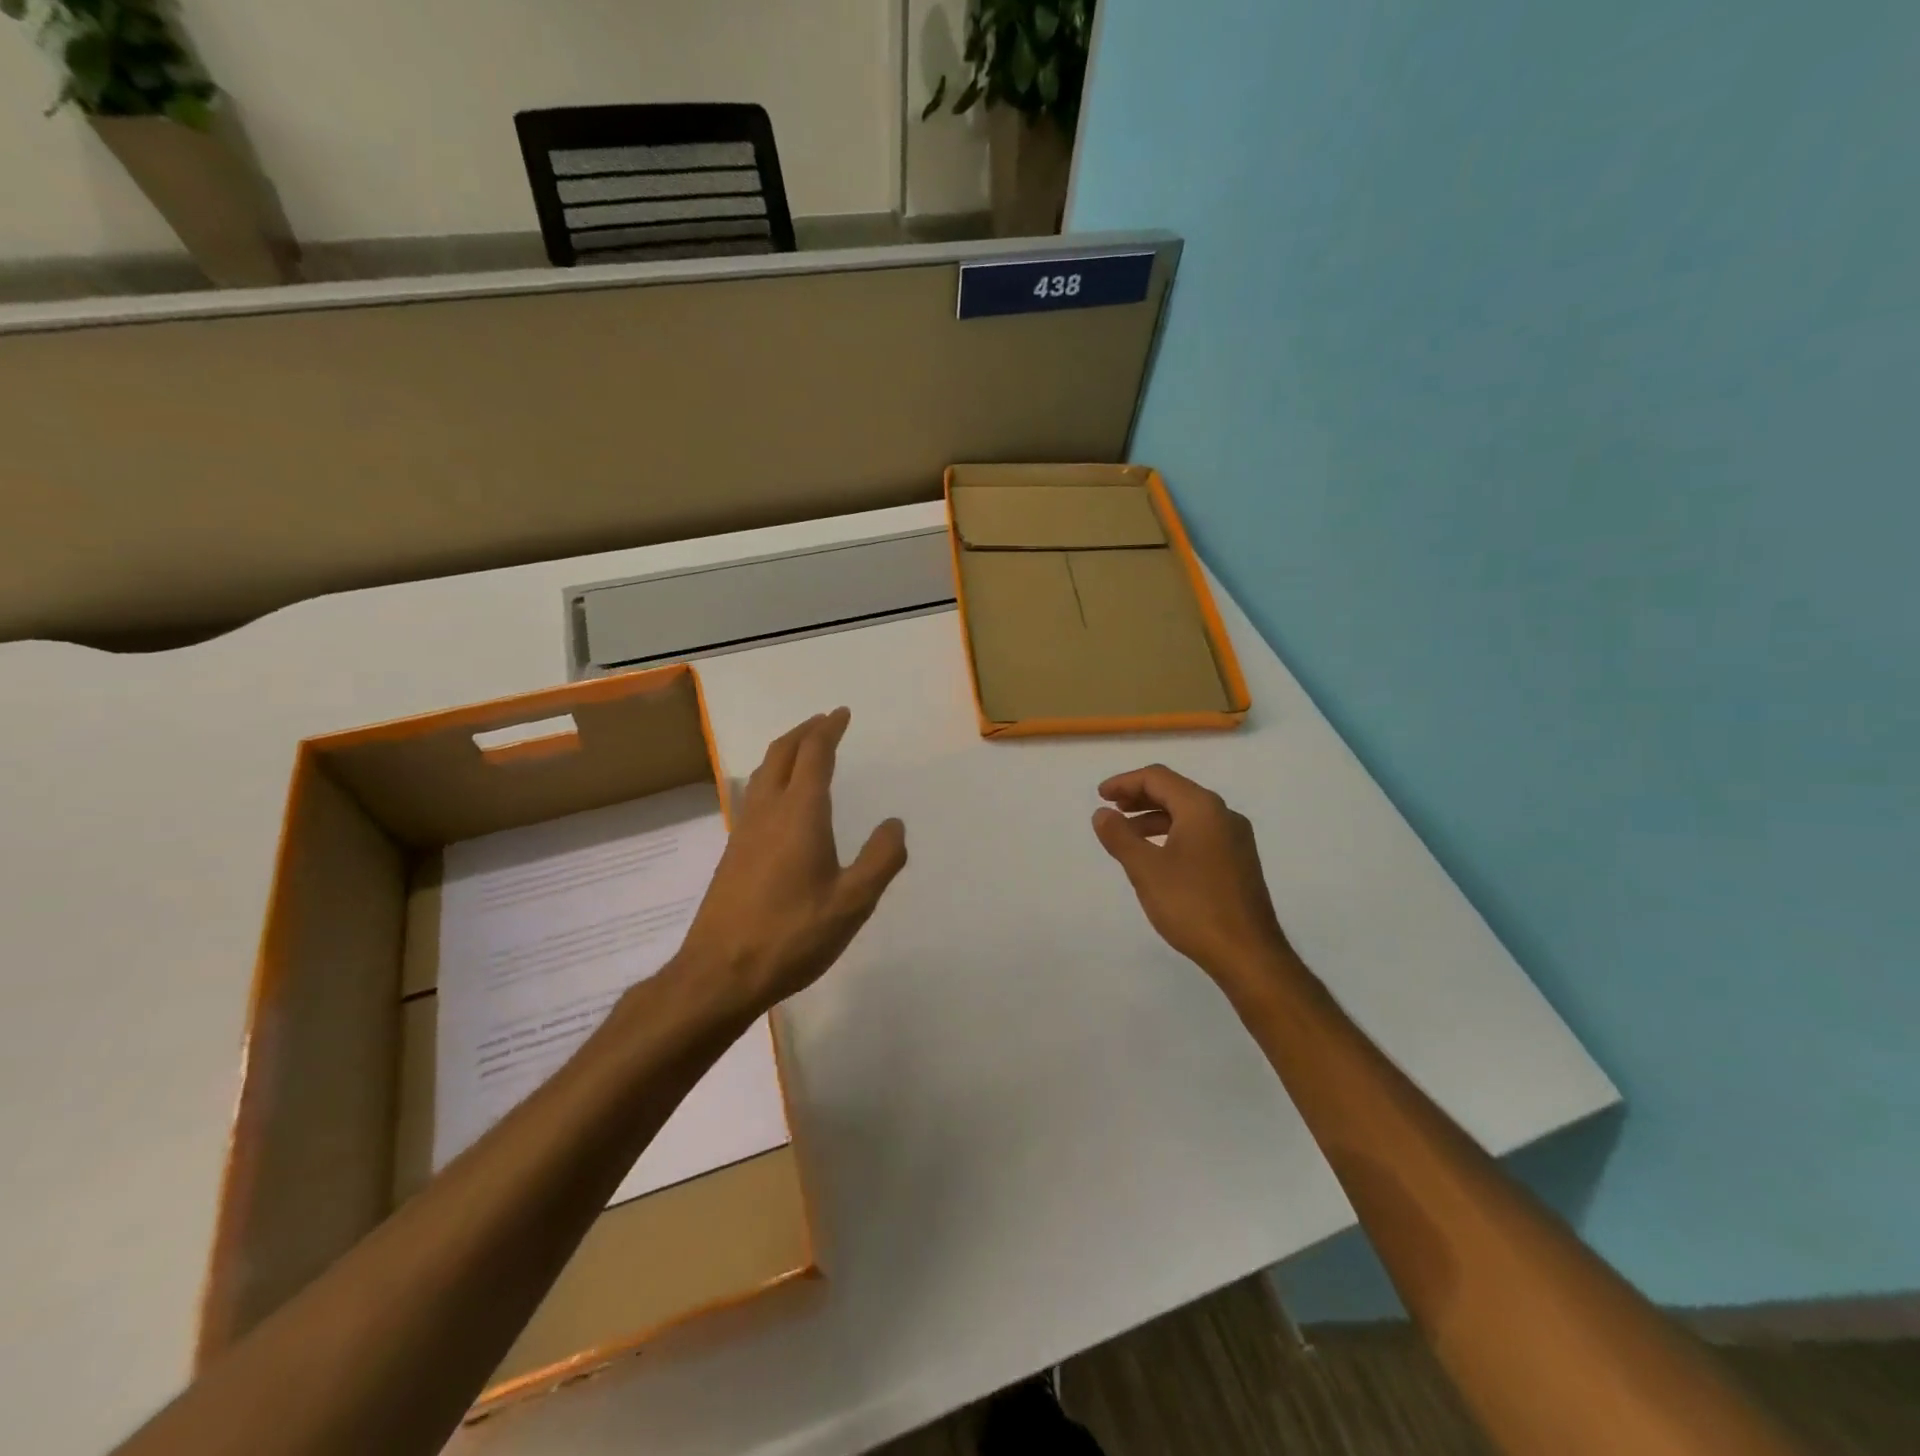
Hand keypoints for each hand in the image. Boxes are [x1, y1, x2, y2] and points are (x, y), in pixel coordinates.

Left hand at [676, 708, 906, 1016]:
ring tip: (803, 750)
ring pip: (763, 773)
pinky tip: (779, 801)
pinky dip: (772, 778)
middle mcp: (768, 811)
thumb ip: (881, 860)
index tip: (841, 713)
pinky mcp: (733, 853)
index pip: (814, 755)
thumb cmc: (792, 935)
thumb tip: (894, 824)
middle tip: (823, 721)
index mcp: (800, 814)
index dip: (828, 730)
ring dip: (785, 752)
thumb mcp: (853, 903)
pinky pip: (754, 795)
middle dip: (804, 732)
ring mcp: (744, 831)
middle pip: (782, 754)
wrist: (719, 973)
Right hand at [1092, 764, 1296, 998]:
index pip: (1158, 778)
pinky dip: (1172, 833)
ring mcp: (1235, 839)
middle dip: (1139, 796)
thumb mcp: (1145, 869)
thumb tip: (1102, 814)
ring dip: (1154, 817)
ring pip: (1188, 814)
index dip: (1125, 782)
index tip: (1100, 796)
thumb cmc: (1192, 905)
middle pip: (1175, 791)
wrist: (1248, 953)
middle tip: (1110, 809)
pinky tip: (1157, 856)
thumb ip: (1120, 836)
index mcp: (1202, 808)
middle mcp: (1223, 815)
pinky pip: (1200, 833)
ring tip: (1127, 834)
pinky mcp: (1239, 861)